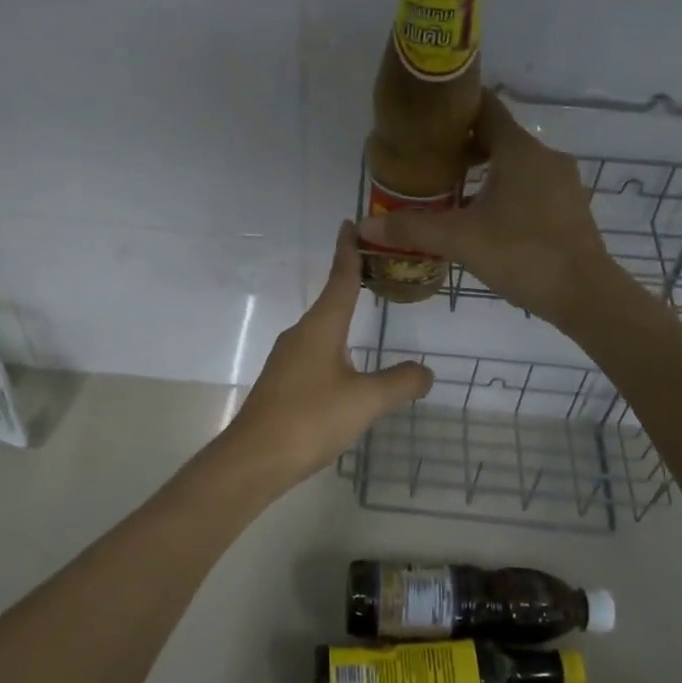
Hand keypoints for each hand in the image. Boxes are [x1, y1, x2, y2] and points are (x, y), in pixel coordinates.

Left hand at [221, 222, 434, 487]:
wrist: (254, 459)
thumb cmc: (310, 419)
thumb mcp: (366, 401)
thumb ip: (400, 383)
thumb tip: (427, 372)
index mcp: (320, 327)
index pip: (339, 278)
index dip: (348, 251)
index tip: (350, 223)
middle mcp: (300, 335)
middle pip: (330, 301)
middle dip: (350, 283)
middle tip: (376, 269)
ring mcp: (287, 360)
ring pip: (321, 330)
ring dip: (341, 318)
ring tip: (364, 315)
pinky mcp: (282, 384)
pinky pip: (314, 354)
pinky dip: (334, 347)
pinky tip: (345, 369)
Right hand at [358, 91, 622, 329]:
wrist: (585, 294)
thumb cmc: (522, 254)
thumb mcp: (460, 240)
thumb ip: (412, 230)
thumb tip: (364, 227)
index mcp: (519, 151)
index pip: (485, 110)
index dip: (456, 110)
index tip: (427, 120)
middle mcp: (545, 157)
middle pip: (499, 138)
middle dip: (464, 148)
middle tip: (430, 164)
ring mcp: (562, 183)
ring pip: (516, 165)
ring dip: (485, 173)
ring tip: (452, 193)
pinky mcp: (569, 208)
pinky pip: (531, 187)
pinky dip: (506, 192)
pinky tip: (487, 219)